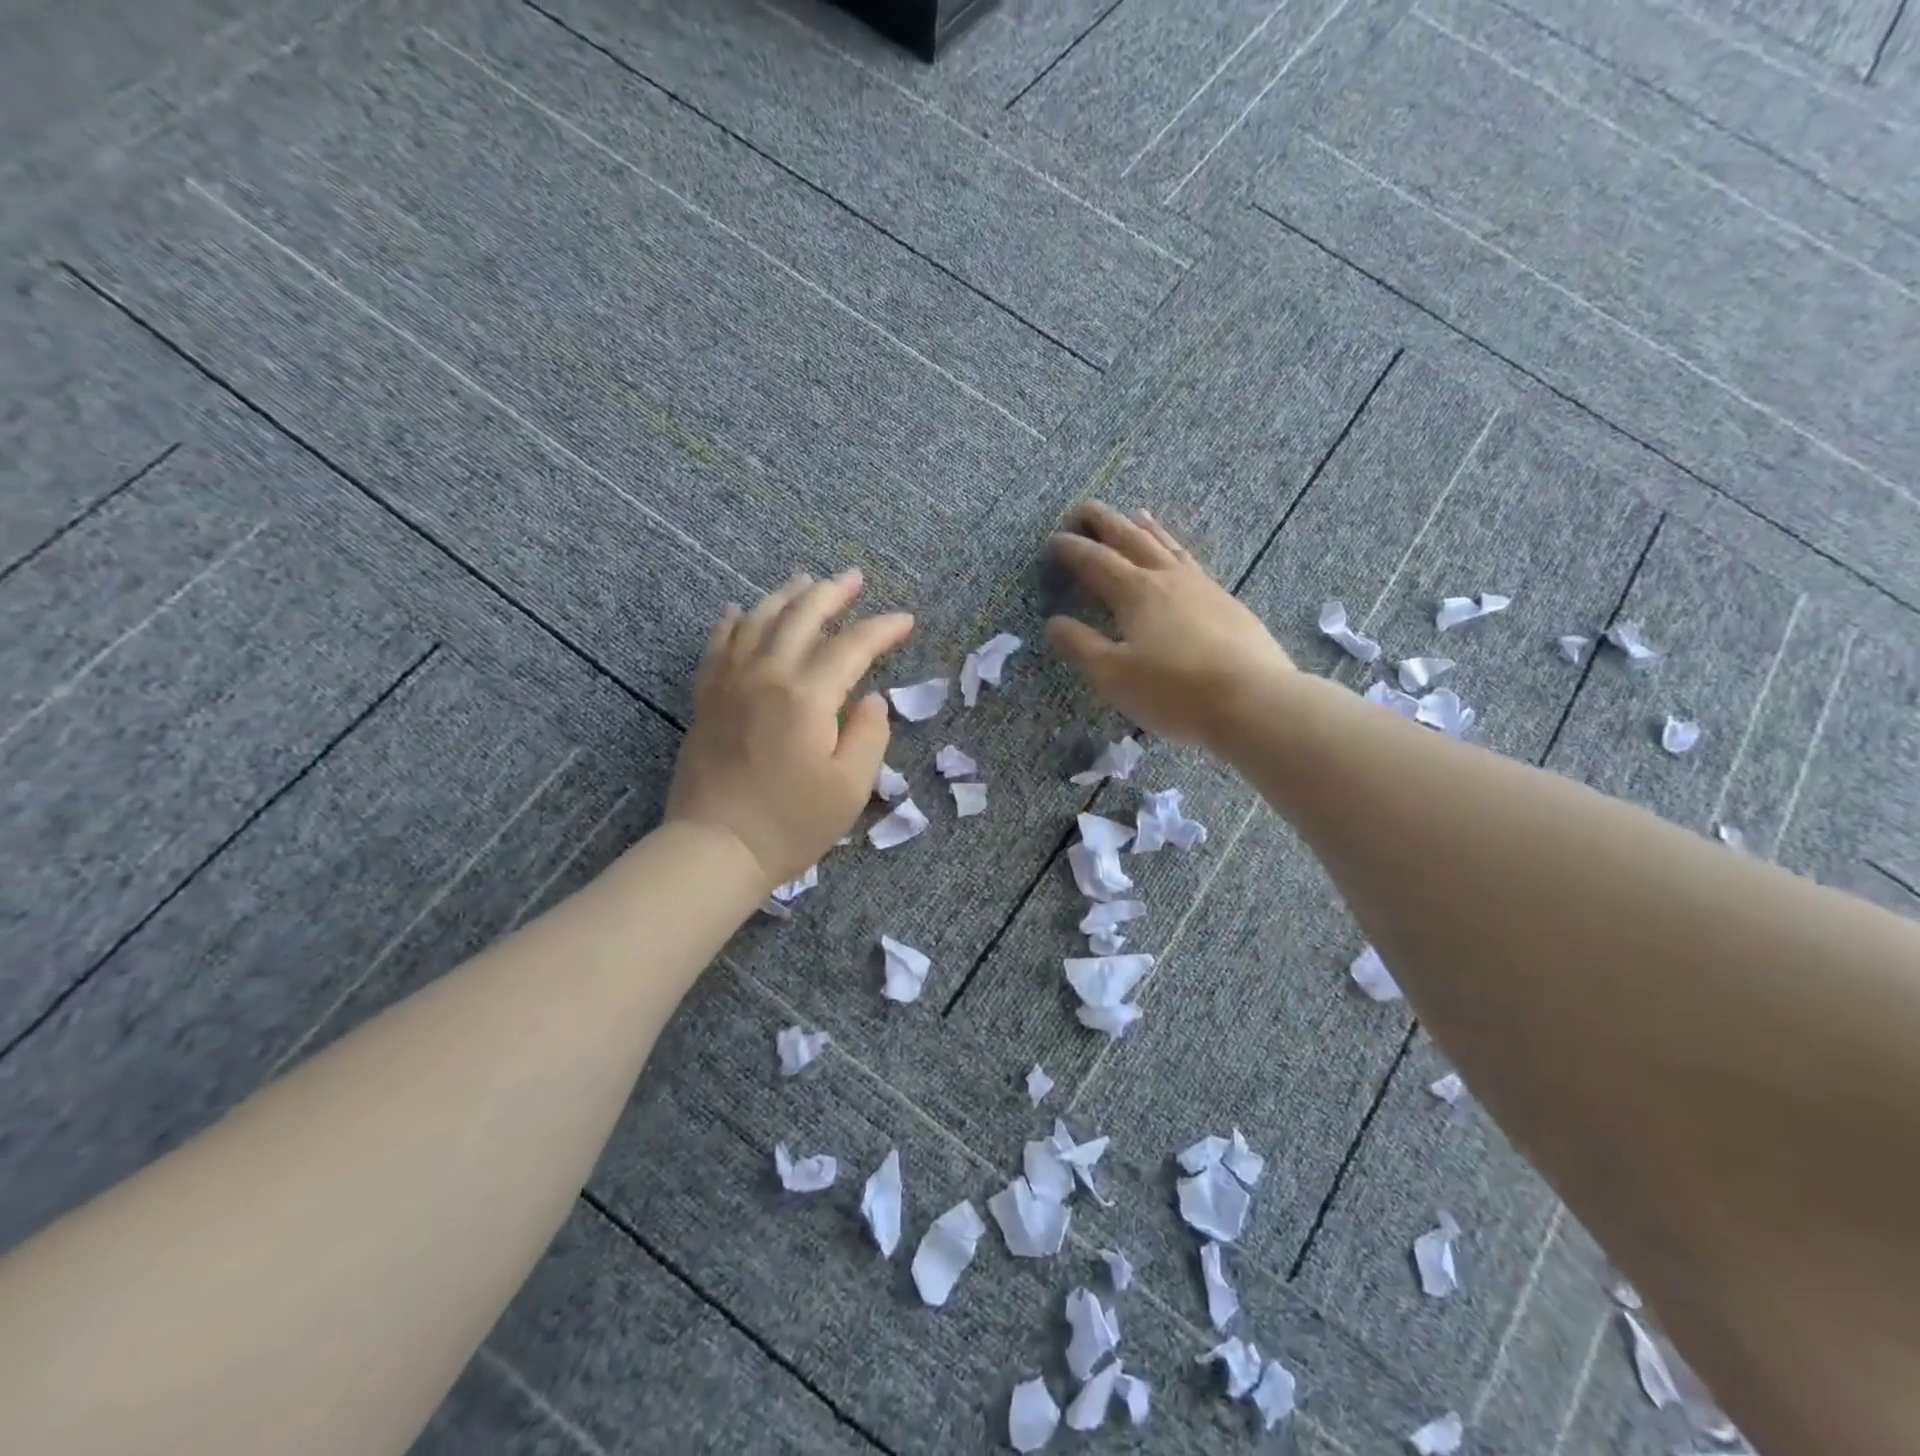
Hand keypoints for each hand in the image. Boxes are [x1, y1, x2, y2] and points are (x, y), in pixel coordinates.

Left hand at [667, 571, 912, 887]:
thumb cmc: (791, 824)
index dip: (883, 628)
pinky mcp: (707, 699)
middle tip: (855, 578)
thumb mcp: (850, 787)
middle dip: (833, 592)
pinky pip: (718, 645)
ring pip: (759, 619)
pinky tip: (740, 610)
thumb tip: (870, 699)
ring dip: (786, 595)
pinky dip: (733, 622)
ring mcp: (730, 683)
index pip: (853, 645)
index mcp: (807, 696)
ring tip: (806, 581)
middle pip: (802, 615)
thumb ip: (869, 734)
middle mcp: (767, 675)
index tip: (906, 621)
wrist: (715, 848)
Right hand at [1047, 501, 1295, 747]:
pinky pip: (1191, 563)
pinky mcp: (1227, 604)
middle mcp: (1168, 578)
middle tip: (1084, 508)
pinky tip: (1179, 560)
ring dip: (1145, 529)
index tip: (1054, 540)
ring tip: (1136, 514)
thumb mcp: (1113, 675)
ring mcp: (1203, 587)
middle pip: (1132, 539)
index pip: (1096, 561)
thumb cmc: (1173, 690)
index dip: (1072, 549)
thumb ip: (1080, 646)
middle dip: (1105, 522)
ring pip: (1167, 546)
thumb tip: (1054, 622)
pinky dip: (1175, 550)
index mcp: (1136, 592)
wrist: (1253, 700)